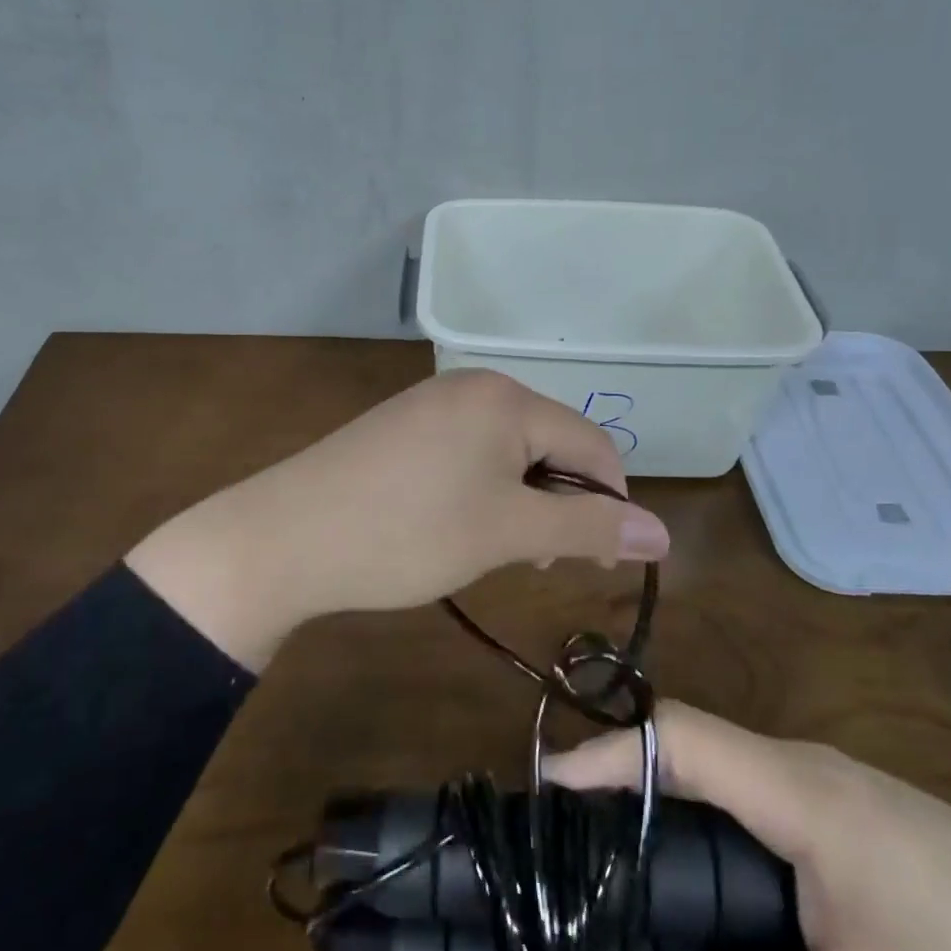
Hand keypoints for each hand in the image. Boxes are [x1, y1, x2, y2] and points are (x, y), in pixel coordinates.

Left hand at [126, 369, 669, 667]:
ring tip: (496, 549)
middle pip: (550, 442)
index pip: (593, 444)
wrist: (284, 537)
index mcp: (506, 398)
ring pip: (509, 452)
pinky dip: (482, 491)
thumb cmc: (407, 533)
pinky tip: (457, 526)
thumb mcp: (507, 533)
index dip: (609, 504)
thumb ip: (588, 527)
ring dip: (522, 501)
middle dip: (560, 503)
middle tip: (536, 563)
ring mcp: (432, 404)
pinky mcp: (402, 427)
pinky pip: (468, 453)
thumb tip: (665, 534)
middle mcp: (472, 387)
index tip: (600, 563)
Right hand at [545, 702, 950, 950]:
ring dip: (683, 826)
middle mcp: (816, 774)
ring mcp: (850, 800)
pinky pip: (777, 823)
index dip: (607, 752)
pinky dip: (732, 851)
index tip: (547, 786)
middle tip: (576, 848)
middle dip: (632, 792)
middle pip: (699, 758)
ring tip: (635, 882)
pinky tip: (730, 914)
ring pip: (736, 792)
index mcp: (804, 793)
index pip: (678, 737)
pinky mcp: (876, 833)